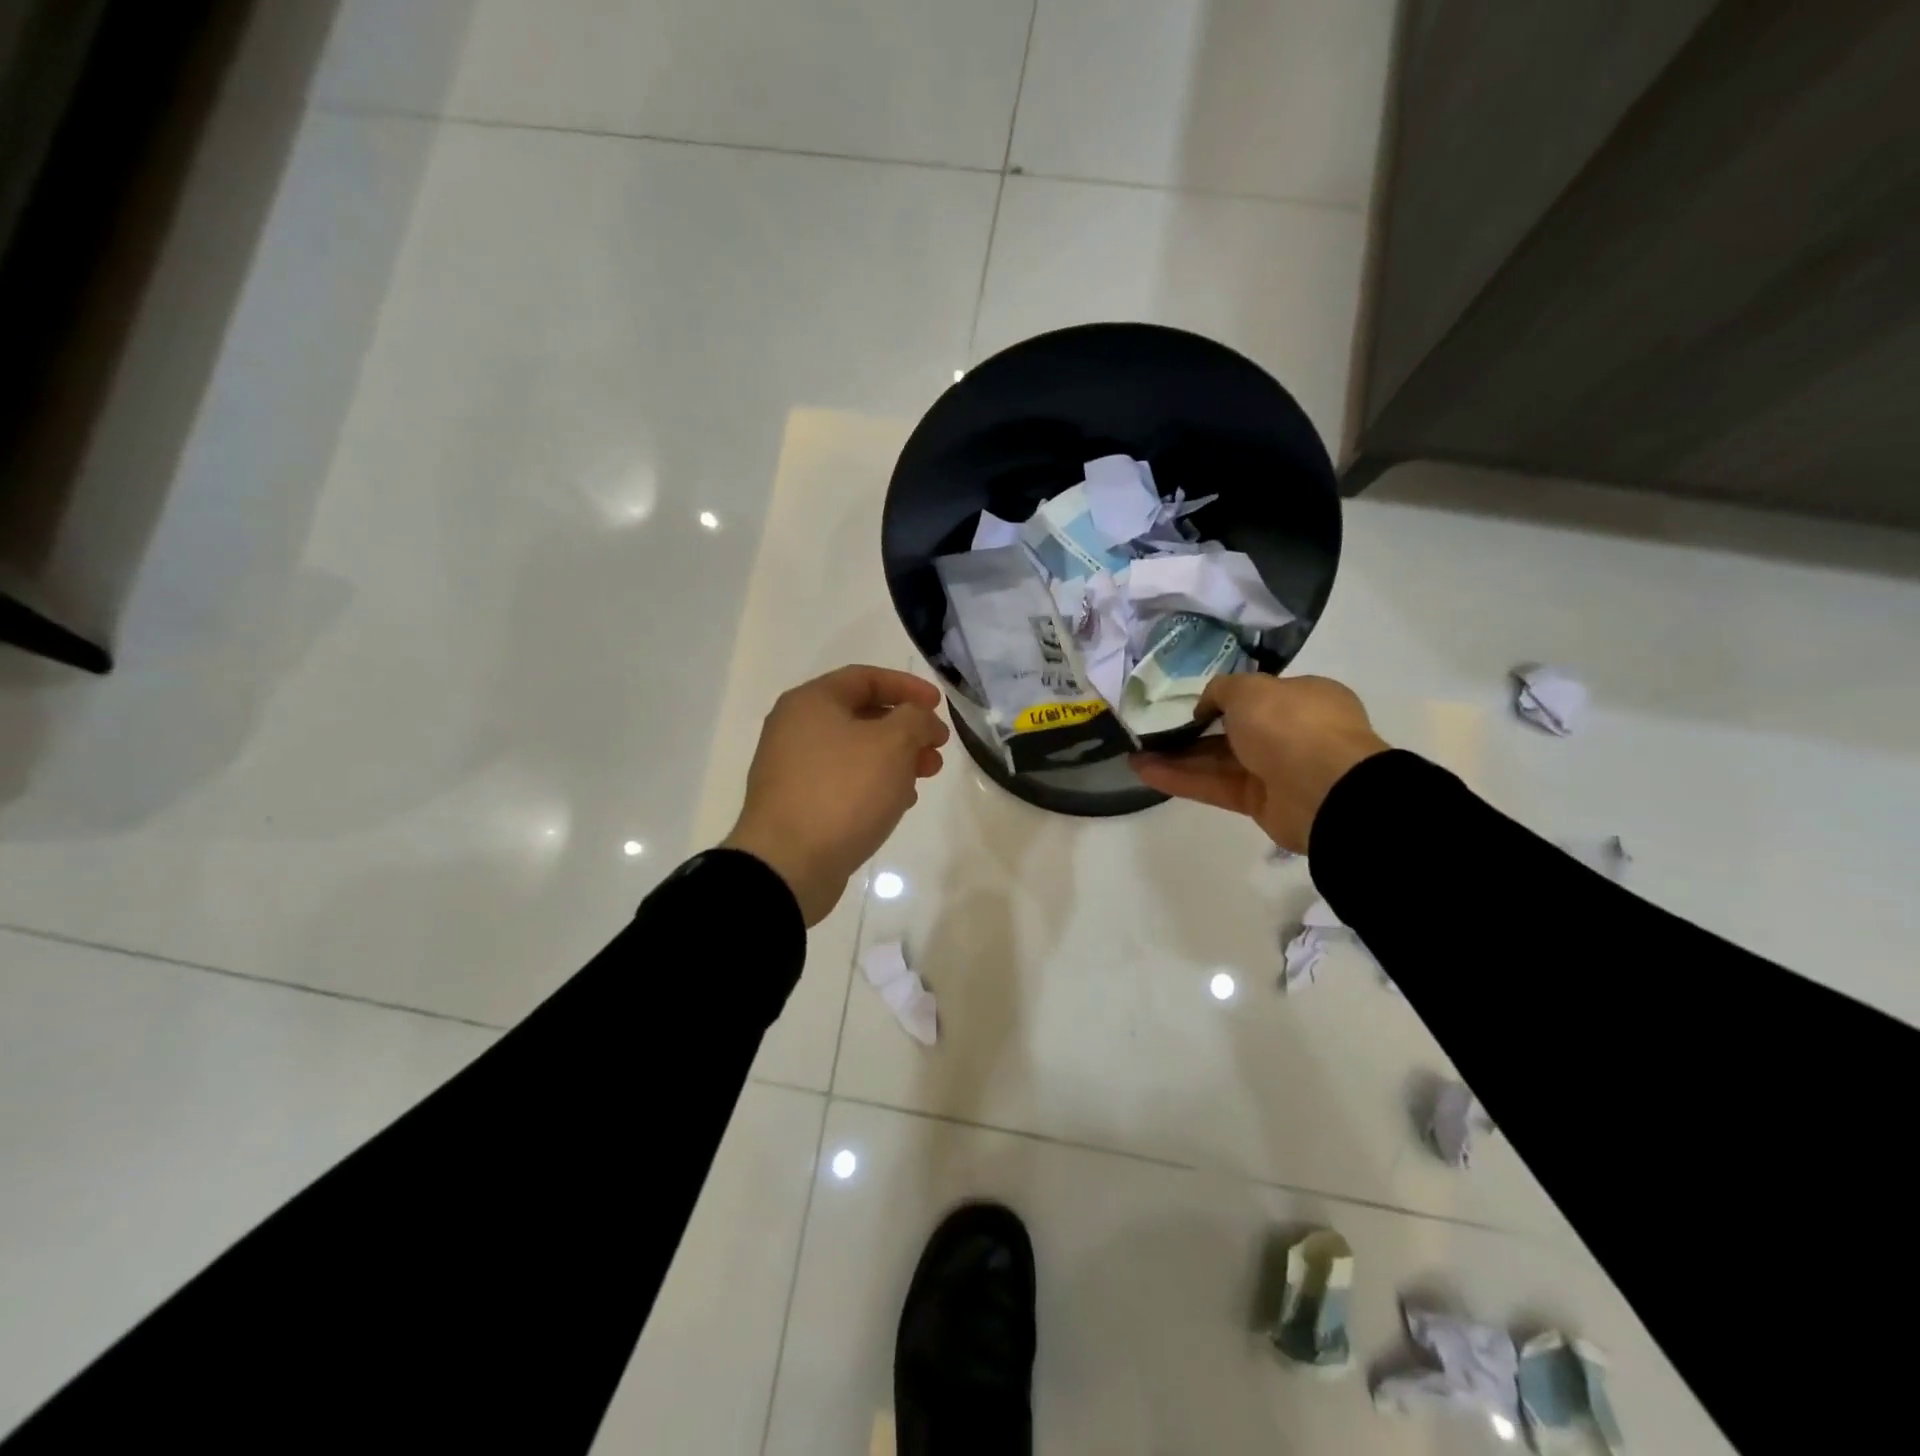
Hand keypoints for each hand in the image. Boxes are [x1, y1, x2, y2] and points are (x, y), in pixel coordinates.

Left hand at [722, 665, 949, 925]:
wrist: (788, 863)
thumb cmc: (843, 791)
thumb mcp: (893, 744)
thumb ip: (916, 719)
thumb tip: (920, 720)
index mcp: (811, 702)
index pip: (865, 678)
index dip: (907, 687)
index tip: (939, 706)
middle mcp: (795, 728)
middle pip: (861, 715)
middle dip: (906, 729)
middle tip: (937, 749)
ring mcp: (792, 768)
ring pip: (855, 751)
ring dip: (895, 758)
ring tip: (925, 777)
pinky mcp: (797, 803)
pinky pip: (843, 781)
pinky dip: (874, 784)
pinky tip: (898, 803)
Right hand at [1130, 674, 1388, 852]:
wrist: (1325, 789)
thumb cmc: (1291, 723)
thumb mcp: (1250, 688)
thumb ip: (1221, 690)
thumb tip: (1206, 707)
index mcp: (1302, 698)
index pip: (1257, 696)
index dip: (1222, 698)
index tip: (1189, 703)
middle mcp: (1291, 732)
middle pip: (1232, 731)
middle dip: (1191, 731)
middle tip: (1152, 730)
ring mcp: (1276, 770)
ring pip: (1218, 760)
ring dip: (1177, 756)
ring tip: (1135, 752)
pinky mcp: (1259, 802)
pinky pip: (1215, 786)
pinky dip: (1182, 779)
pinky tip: (1145, 771)